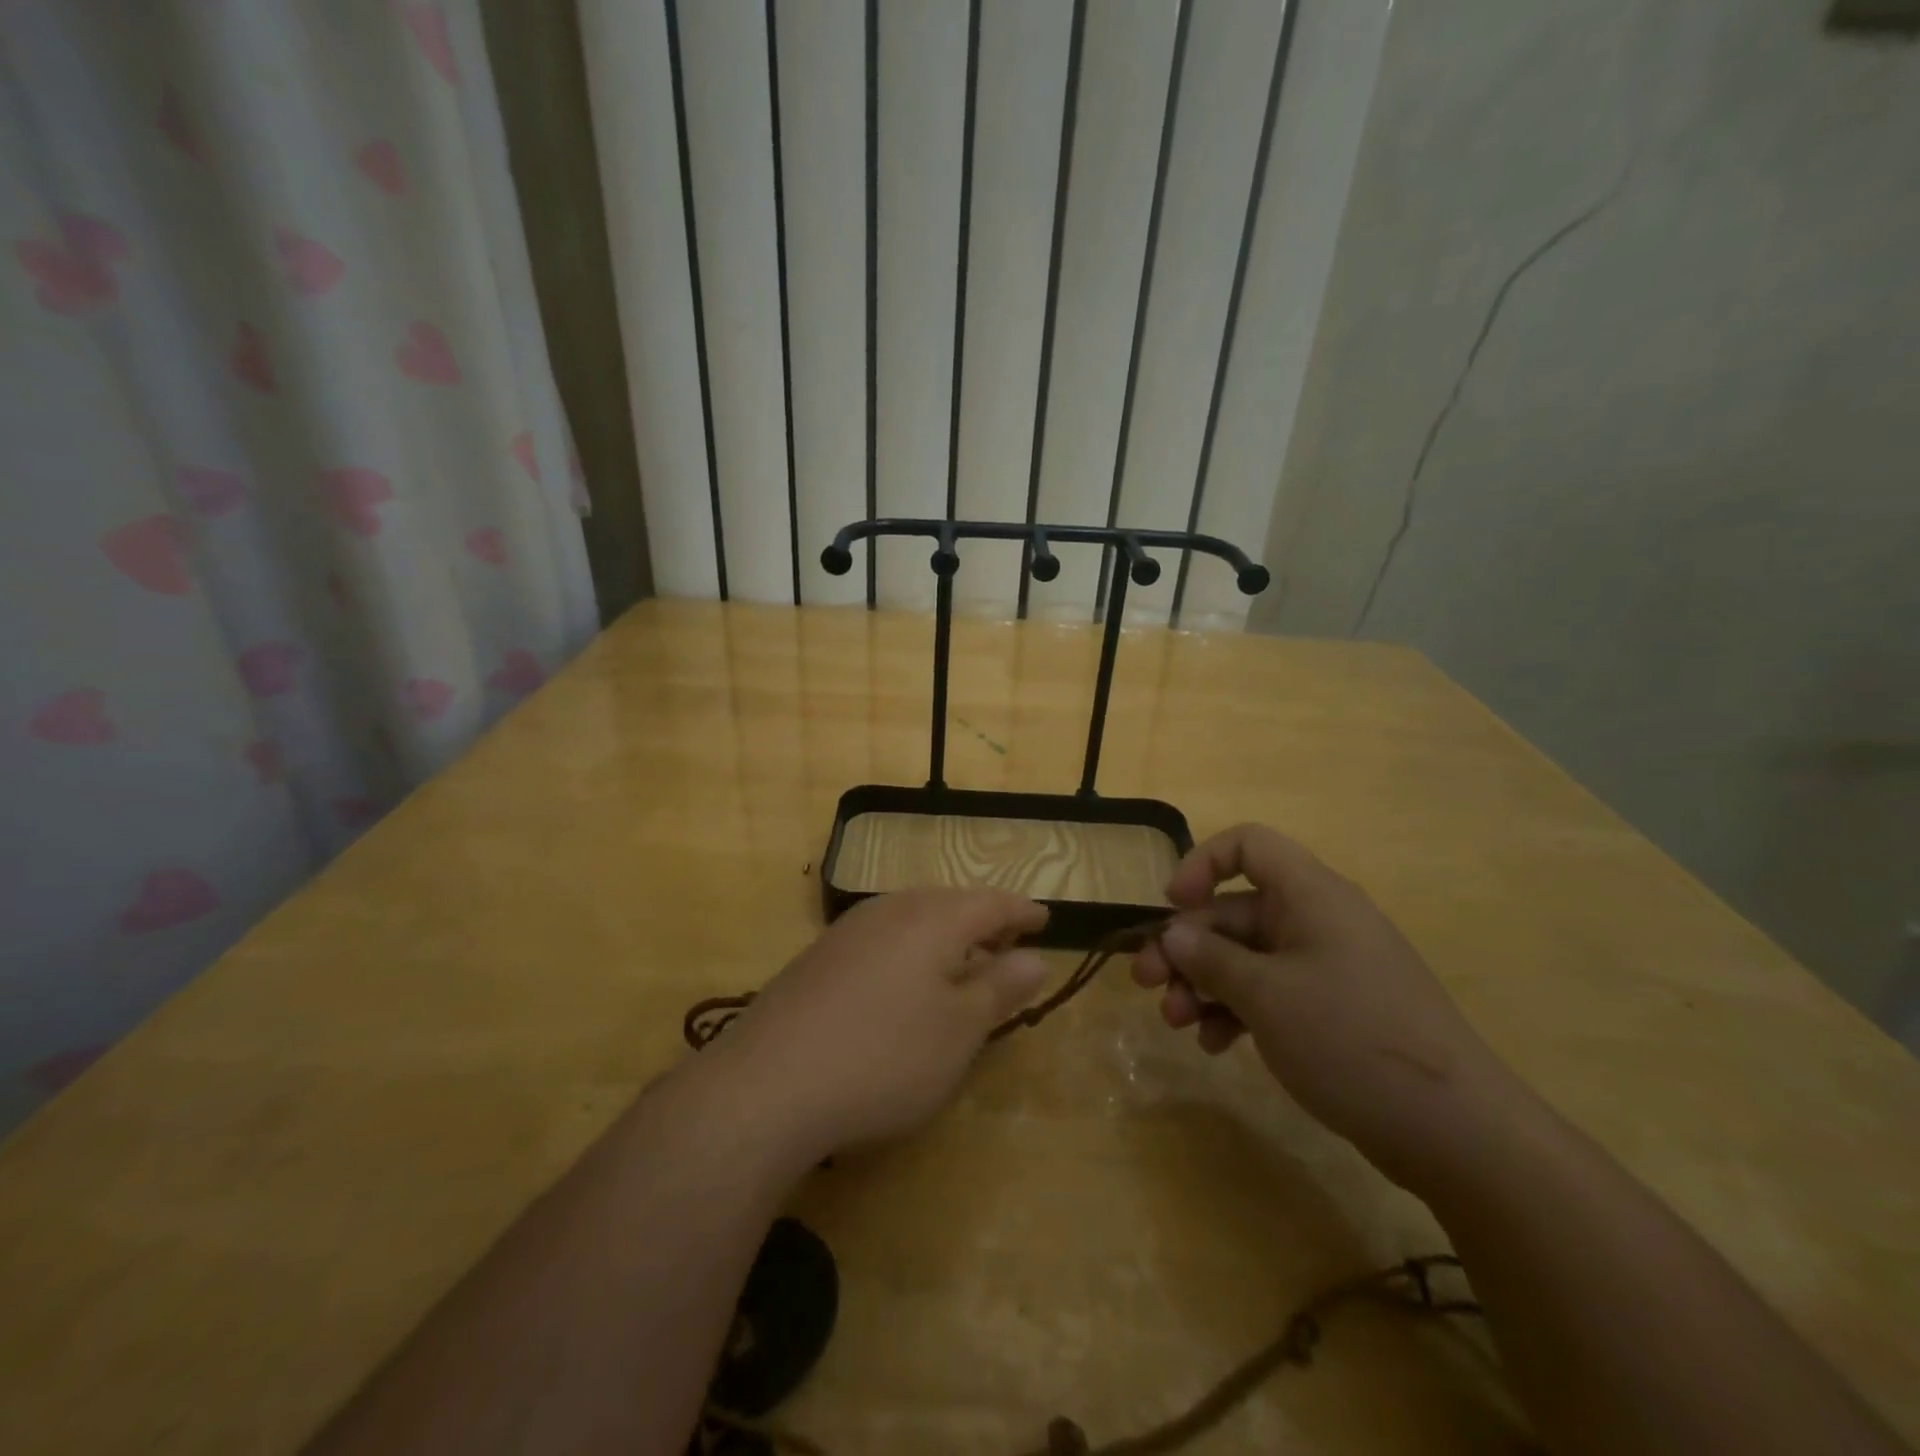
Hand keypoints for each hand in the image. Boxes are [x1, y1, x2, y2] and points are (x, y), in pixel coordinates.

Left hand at [712, 889, 1049, 1159]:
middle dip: (983, 921)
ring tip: (962, 962)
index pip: (991, 903)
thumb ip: (1000, 988)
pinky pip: (882, 939)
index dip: (1022, 912)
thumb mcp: (959, 1030)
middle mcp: (890, 910)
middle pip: (949, 903)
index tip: (1046, 919)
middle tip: (1008, 943)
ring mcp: (848, 931)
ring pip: (912, 918)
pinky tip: (904, 984)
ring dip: (945, 935)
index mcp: (933, 918)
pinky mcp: (818, 958)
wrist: (767, 1084)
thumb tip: (1035, 957)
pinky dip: (910, 951)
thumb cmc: (884, 1056)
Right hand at [1132, 824, 1523, 1184]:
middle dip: (1187, 946)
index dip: (1202, 864)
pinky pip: (1270, 993)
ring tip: (1177, 1022)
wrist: (1456, 1131)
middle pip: (1235, 911)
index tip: (1170, 907)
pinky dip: (1237, 1011)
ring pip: (1247, 957)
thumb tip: (1173, 932)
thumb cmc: (1351, 1039)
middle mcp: (1318, 921)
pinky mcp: (1333, 1011)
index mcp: (1310, 896)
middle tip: (1146, 983)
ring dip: (1204, 984)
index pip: (1248, 845)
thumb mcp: (1266, 995)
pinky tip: (1216, 1045)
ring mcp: (1327, 968)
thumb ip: (1210, 958)